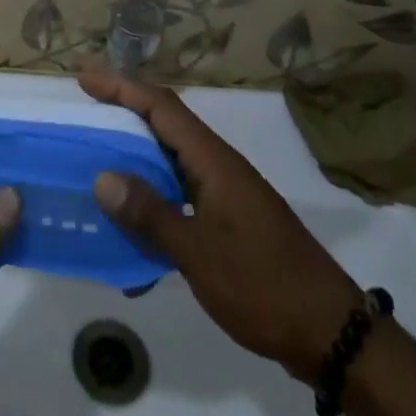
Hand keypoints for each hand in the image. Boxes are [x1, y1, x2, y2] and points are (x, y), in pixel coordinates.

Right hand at [81, 69, 362, 383]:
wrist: (332, 336)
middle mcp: (218, 167)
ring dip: (134, 161)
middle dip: (123, 115)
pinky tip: (131, 238)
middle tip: (83, 115)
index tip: (84, 78)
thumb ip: (150, 215)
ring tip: (95, 166)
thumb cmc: (265, 286)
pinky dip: (153, 204)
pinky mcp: (229, 224)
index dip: (121, 87)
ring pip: (170, 163)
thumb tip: (101, 177)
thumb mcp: (200, 254)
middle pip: (164, 126)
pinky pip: (180, 197)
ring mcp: (225, 195)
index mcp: (213, 161)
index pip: (161, 107)